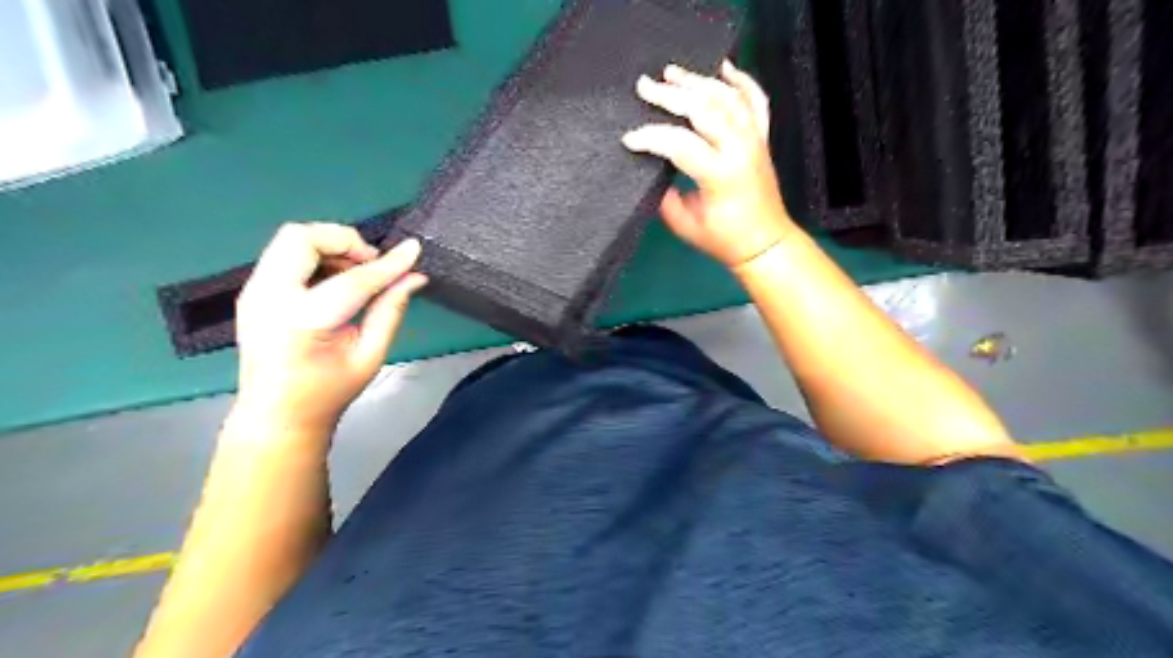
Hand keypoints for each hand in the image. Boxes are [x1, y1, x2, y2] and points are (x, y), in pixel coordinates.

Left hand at [230, 224, 429, 434]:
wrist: (276, 416)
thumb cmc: (327, 393)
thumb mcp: (369, 356)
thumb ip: (390, 310)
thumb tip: (414, 277)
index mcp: (302, 321)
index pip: (353, 279)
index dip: (387, 264)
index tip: (413, 250)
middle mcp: (269, 298)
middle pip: (302, 237)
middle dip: (344, 240)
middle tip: (371, 263)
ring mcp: (253, 292)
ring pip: (290, 240)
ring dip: (329, 246)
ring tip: (356, 273)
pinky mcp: (252, 291)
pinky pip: (284, 255)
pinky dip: (315, 256)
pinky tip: (334, 281)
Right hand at [623, 60, 797, 269]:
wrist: (765, 243)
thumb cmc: (724, 240)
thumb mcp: (685, 225)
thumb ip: (665, 197)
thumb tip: (651, 170)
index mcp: (720, 175)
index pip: (680, 144)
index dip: (651, 138)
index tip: (629, 139)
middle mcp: (740, 149)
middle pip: (704, 109)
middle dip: (670, 96)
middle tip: (644, 86)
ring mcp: (754, 140)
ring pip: (727, 98)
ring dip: (698, 82)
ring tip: (671, 73)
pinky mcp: (762, 138)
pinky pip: (755, 101)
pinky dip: (741, 81)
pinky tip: (724, 68)